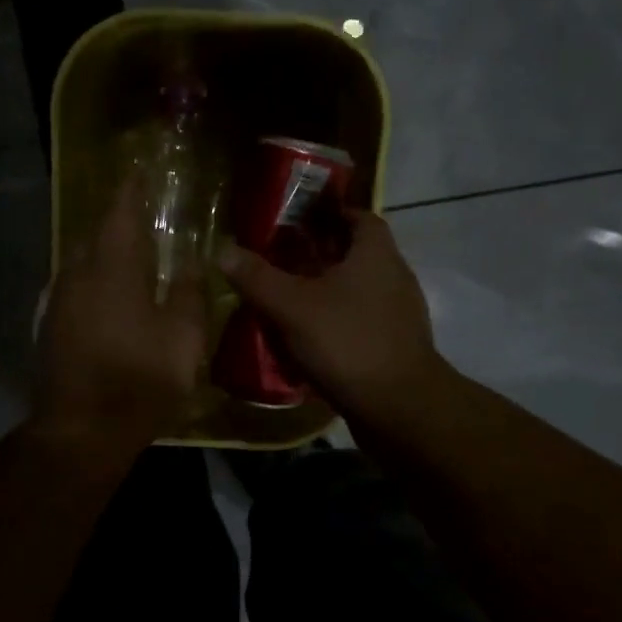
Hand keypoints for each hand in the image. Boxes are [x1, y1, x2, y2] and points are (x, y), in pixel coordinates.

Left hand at [33, 173, 208, 455]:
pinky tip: (110, 294)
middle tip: (142, 216)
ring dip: (104, 251)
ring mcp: (59, 300)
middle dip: (117, 220)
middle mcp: (78, 273)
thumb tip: (189, 262)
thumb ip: (188, 293)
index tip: (139, 172)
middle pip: (96, 233)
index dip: (130, 190)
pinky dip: (94, 278)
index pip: (120, 212)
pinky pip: (74, 285)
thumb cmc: (140, 378)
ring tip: (130, 254)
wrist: (81, 430)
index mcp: (113, 267)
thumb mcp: (182, 337)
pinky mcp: (51, 325)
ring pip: (82, 260)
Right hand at [218, 210, 447, 426]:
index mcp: (376, 253)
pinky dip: (337, 320)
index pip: (358, 216)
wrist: (399, 408)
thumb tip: (223, 250)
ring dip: (327, 289)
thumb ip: (257, 277)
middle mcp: (394, 275)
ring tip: (289, 297)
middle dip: (320, 253)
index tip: (297, 220)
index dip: (328, 213)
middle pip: (355, 252)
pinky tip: (308, 336)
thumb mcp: (292, 307)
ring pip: (358, 288)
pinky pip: (361, 319)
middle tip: (281, 258)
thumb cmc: (347, 342)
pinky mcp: (396, 344)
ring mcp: (399, 312)